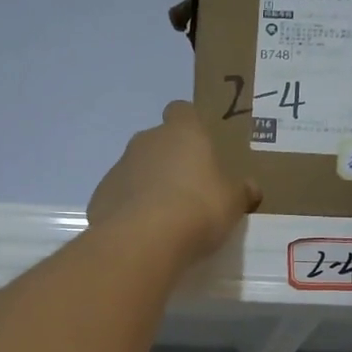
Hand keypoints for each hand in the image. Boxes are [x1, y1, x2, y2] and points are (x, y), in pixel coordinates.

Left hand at [87, 102, 259, 260]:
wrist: (143, 239)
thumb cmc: (197, 208)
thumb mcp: (232, 202)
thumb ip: (241, 192)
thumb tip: (251, 188)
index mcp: (182, 132)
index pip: (182, 111)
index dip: (190, 126)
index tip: (199, 148)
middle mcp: (146, 141)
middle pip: (158, 142)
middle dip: (169, 162)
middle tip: (187, 192)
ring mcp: (119, 167)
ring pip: (136, 171)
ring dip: (147, 187)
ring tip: (165, 220)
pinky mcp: (101, 196)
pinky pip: (119, 198)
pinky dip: (129, 211)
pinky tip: (142, 235)